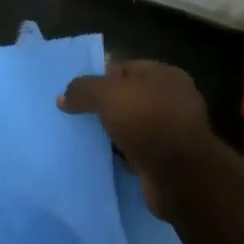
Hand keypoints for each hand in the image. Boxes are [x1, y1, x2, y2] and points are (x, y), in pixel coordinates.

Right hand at [58, 61, 214, 218]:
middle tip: (84, 119)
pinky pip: (141, 150)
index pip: (125, 69)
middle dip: (107, 108)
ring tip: (93, 141)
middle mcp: (175, 99)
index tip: (82, 98)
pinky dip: (126, 154)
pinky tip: (110, 159)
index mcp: (166, 75)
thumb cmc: (147, 121)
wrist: (180, 175)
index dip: (101, 80)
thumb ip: (83, 90)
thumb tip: (63, 97)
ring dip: (116, 133)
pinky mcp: (173, 159)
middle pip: (130, 98)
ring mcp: (176, 131)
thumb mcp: (107, 95)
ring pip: (135, 126)